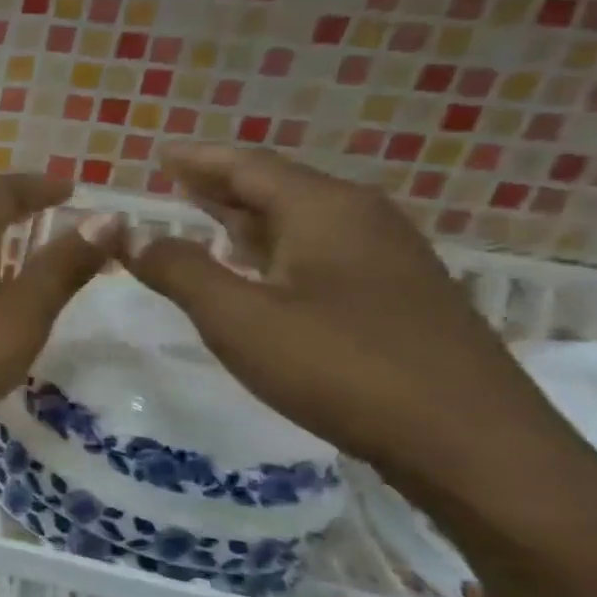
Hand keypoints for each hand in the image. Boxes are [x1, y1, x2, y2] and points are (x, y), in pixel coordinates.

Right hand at [125, 144, 564, 487]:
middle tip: (171, 181)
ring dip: (245, 218)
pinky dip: (272, 249)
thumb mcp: (237, 316)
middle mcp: (360, 220)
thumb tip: (128, 234)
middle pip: (277, 187)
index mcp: (324, 210)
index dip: (197, 160)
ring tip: (200, 217)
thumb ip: (178, 269)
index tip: (158, 153)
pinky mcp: (393, 297)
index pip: (248, 166)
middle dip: (220, 184)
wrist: (469, 443)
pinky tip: (254, 269)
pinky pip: (317, 252)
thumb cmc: (339, 366)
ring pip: (298, 222)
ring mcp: (384, 259)